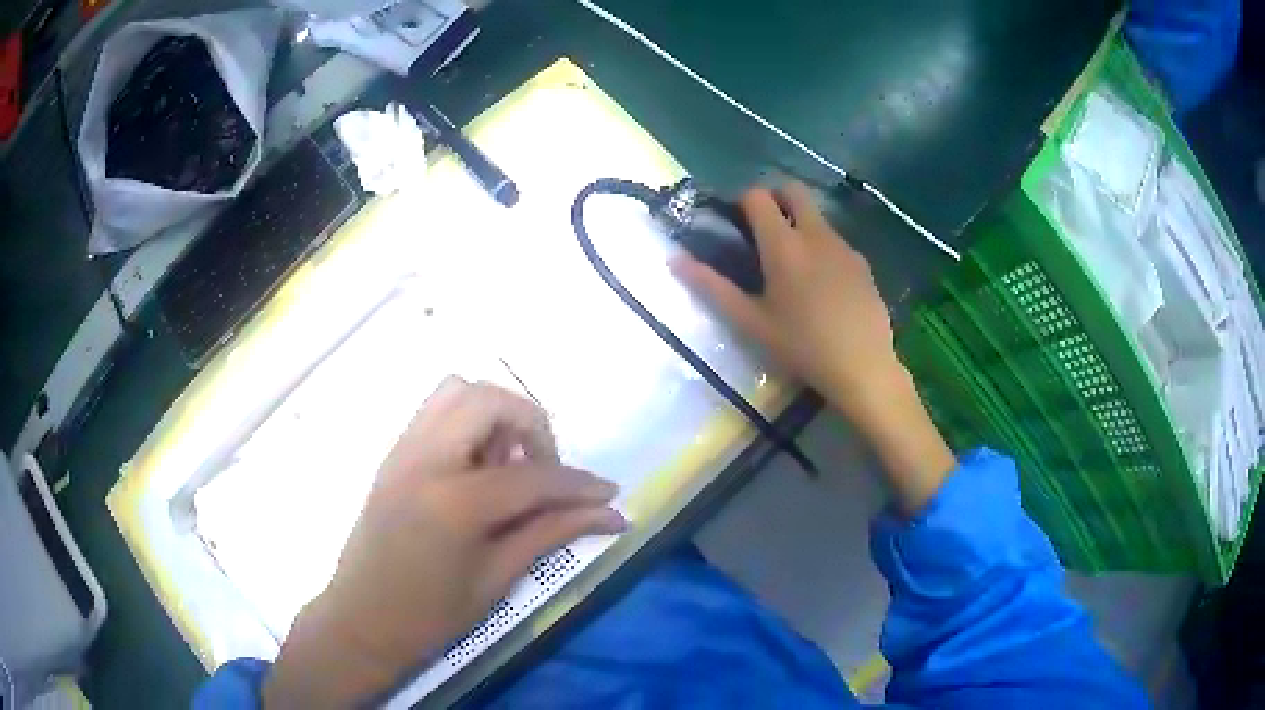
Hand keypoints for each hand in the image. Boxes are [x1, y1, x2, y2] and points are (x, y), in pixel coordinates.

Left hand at [264, 378, 624, 707]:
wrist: (361, 621)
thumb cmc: (430, 616)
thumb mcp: (498, 579)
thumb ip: (552, 533)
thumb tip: (611, 514)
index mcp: (453, 502)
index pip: (532, 475)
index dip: (578, 483)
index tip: (609, 494)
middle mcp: (424, 460)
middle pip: (489, 400)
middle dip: (531, 425)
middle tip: (544, 470)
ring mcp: (402, 451)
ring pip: (457, 391)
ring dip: (495, 415)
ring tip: (507, 465)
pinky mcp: (393, 455)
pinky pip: (436, 411)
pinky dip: (468, 421)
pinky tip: (477, 468)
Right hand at [672, 182, 902, 420]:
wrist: (862, 367)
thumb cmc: (801, 346)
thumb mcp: (751, 322)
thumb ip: (711, 287)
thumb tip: (674, 259)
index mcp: (783, 244)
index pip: (758, 196)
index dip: (743, 202)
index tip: (737, 225)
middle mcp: (815, 233)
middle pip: (793, 191)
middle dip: (775, 199)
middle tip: (764, 233)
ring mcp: (843, 246)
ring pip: (816, 216)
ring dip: (799, 225)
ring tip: (794, 268)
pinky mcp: (862, 263)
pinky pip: (836, 241)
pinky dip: (822, 248)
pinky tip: (823, 286)